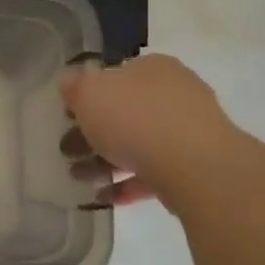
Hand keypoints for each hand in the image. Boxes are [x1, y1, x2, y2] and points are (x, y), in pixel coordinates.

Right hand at [61, 54, 231, 206]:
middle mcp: (176, 93)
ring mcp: (190, 131)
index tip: (68, 117)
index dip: (88, 95)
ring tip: (82, 179)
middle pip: (127, 111)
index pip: (116, 75)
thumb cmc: (136, 119)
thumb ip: (74, 87)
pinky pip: (155, 172)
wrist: (195, 167)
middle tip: (69, 151)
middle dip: (95, 133)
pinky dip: (129, 183)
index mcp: (153, 68)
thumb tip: (69, 83)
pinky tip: (106, 197)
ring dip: (107, 161)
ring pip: (140, 144)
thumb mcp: (88, 94)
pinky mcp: (196, 166)